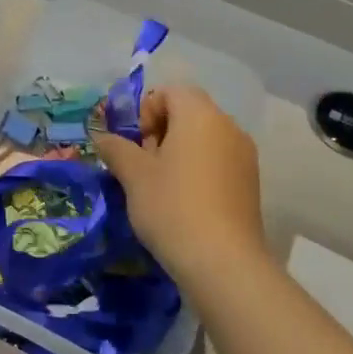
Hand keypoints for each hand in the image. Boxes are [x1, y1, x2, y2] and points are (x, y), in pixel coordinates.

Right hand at [94, 85, 269, 290]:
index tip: (133, 142)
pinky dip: (197, 170)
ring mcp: (244, 156)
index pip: (171, 91)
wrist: (222, 262)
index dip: (145, 110)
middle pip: (188, 113)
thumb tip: (102, 136)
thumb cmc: (172, 206)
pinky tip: (182, 202)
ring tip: (158, 186)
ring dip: (177, 153)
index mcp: (200, 115)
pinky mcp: (250, 183)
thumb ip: (116, 148)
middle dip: (160, 132)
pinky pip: (217, 162)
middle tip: (140, 165)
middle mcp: (228, 127)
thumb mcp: (133, 175)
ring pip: (203, 140)